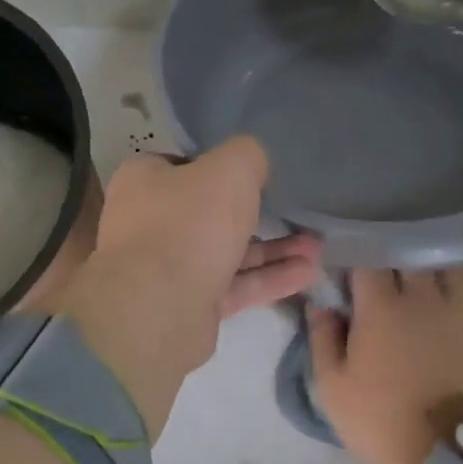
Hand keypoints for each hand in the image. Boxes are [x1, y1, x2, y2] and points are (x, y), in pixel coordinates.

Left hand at [59, 138, 320, 436]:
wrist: (160, 308)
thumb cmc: (190, 224)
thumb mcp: (230, 169)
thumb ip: (248, 156)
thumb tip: (254, 161)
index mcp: (145, 181)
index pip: (183, 165)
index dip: (219, 167)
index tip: (255, 174)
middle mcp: (151, 223)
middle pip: (210, 213)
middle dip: (259, 215)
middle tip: (298, 214)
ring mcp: (169, 268)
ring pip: (228, 253)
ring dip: (274, 250)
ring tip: (317, 247)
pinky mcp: (189, 304)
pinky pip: (235, 286)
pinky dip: (269, 279)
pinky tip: (308, 274)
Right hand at [309, 269, 462, 463]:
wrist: (436, 458)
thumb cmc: (375, 420)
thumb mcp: (330, 384)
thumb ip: (322, 337)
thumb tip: (320, 303)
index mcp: (380, 307)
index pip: (368, 259)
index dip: (358, 254)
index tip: (350, 261)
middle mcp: (423, 298)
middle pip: (412, 253)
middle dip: (397, 250)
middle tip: (388, 261)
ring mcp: (461, 314)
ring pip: (454, 265)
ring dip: (440, 259)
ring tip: (430, 263)